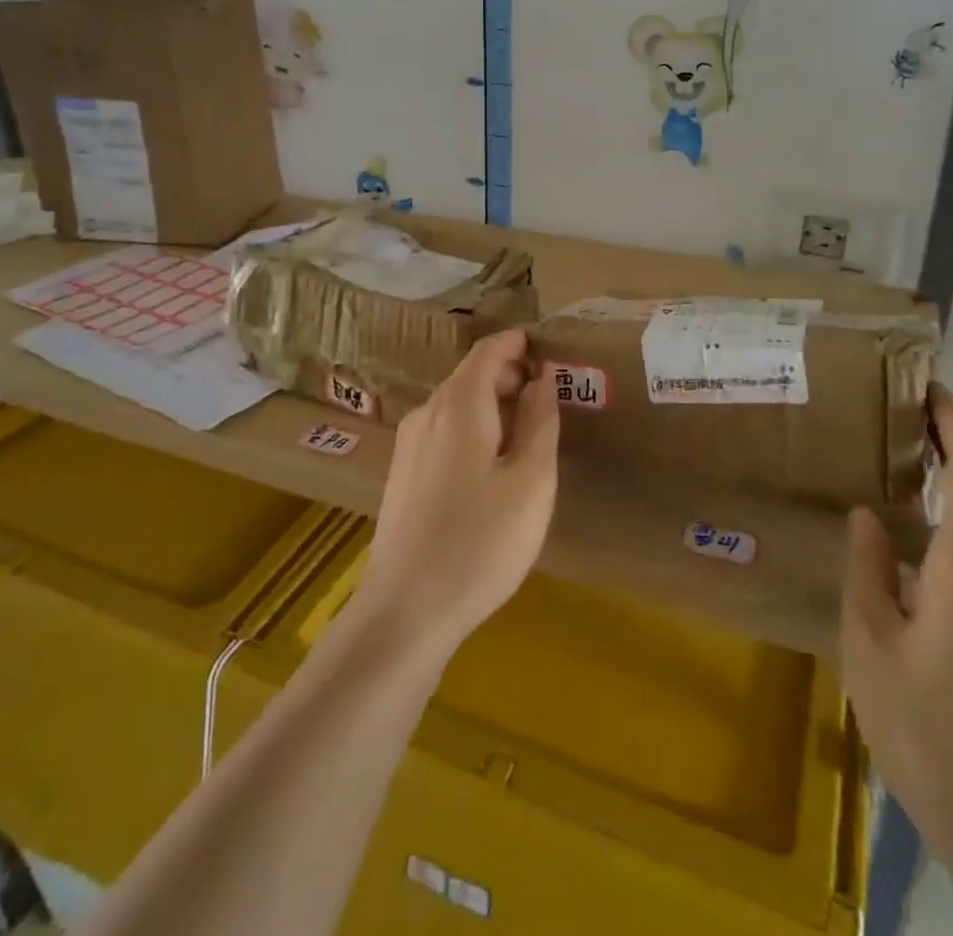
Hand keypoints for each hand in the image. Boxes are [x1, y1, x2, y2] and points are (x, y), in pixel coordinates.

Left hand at [356, 329, 559, 661]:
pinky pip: (443, 429)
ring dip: (492, 403)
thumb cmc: (481, 541)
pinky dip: (472, 427)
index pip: (488, 350)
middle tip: (548, 396)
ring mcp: (409, 444)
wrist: (406, 610)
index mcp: (459, 405)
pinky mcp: (402, 473)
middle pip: (470, 374)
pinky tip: (491, 464)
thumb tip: (543, 377)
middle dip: (509, 374)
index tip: (549, 350)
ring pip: (455, 403)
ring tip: (526, 431)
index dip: (518, 343)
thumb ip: (541, 420)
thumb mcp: (530, 480)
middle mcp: (427, 412)